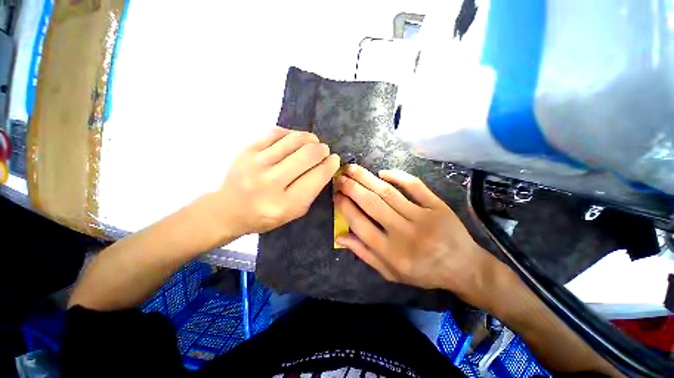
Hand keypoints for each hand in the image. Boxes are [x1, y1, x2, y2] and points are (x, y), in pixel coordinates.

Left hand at [202, 127, 339, 241]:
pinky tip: (294, 140)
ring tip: (313, 142)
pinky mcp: (246, 150)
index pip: (317, 177)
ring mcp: (256, 163)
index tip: (334, 160)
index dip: (330, 165)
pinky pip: (277, 133)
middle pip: (308, 155)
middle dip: (322, 150)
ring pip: (294, 140)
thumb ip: (312, 190)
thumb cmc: (265, 215)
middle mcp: (270, 182)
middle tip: (324, 151)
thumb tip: (325, 165)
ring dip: (310, 138)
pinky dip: (291, 134)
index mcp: (285, 204)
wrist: (228, 209)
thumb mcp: (294, 212)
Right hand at [334, 165, 498, 304]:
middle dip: (352, 188)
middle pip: (372, 204)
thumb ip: (365, 254)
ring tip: (353, 168)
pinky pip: (414, 186)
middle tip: (340, 177)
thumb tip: (340, 236)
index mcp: (392, 253)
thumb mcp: (390, 272)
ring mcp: (423, 217)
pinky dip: (397, 176)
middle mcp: (405, 233)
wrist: (463, 267)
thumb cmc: (423, 272)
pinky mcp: (437, 206)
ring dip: (367, 178)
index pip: (360, 225)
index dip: (345, 208)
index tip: (336, 195)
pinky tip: (382, 172)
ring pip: (389, 193)